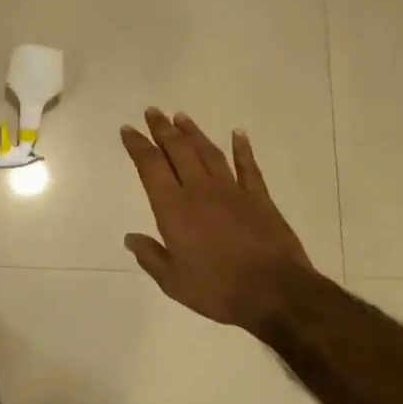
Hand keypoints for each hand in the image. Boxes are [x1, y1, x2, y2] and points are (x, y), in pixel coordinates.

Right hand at [120, 109, 312, 329]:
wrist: (274, 292)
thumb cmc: (217, 289)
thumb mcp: (173, 281)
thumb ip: (151, 256)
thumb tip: (130, 238)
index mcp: (174, 209)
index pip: (151, 167)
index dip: (138, 146)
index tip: (128, 129)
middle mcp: (200, 191)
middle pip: (178, 151)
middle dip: (163, 129)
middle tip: (152, 111)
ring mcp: (232, 191)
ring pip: (209, 153)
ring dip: (194, 133)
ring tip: (181, 117)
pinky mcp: (259, 198)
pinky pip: (248, 167)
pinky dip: (242, 149)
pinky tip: (238, 134)